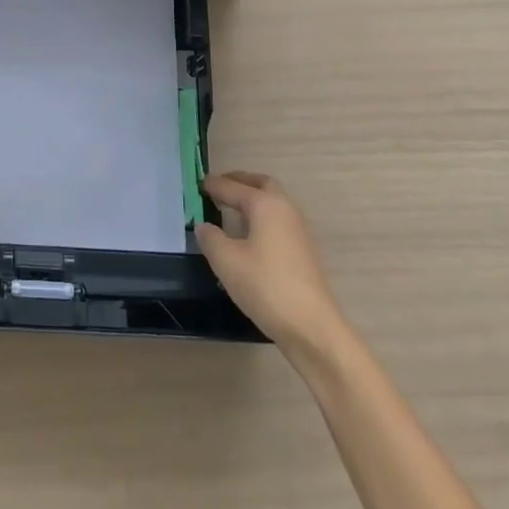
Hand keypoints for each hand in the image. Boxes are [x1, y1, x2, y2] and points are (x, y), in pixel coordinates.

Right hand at [195, 171, 347, 351]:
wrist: (312, 326)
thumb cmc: (265, 286)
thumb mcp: (226, 261)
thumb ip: (210, 238)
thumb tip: (204, 226)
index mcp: (265, 205)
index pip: (233, 187)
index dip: (213, 185)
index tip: (197, 184)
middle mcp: (285, 209)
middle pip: (262, 184)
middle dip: (240, 182)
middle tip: (219, 188)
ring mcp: (298, 231)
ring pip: (273, 202)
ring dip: (252, 199)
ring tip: (230, 210)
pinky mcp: (303, 251)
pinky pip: (278, 221)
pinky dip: (261, 217)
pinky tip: (249, 236)